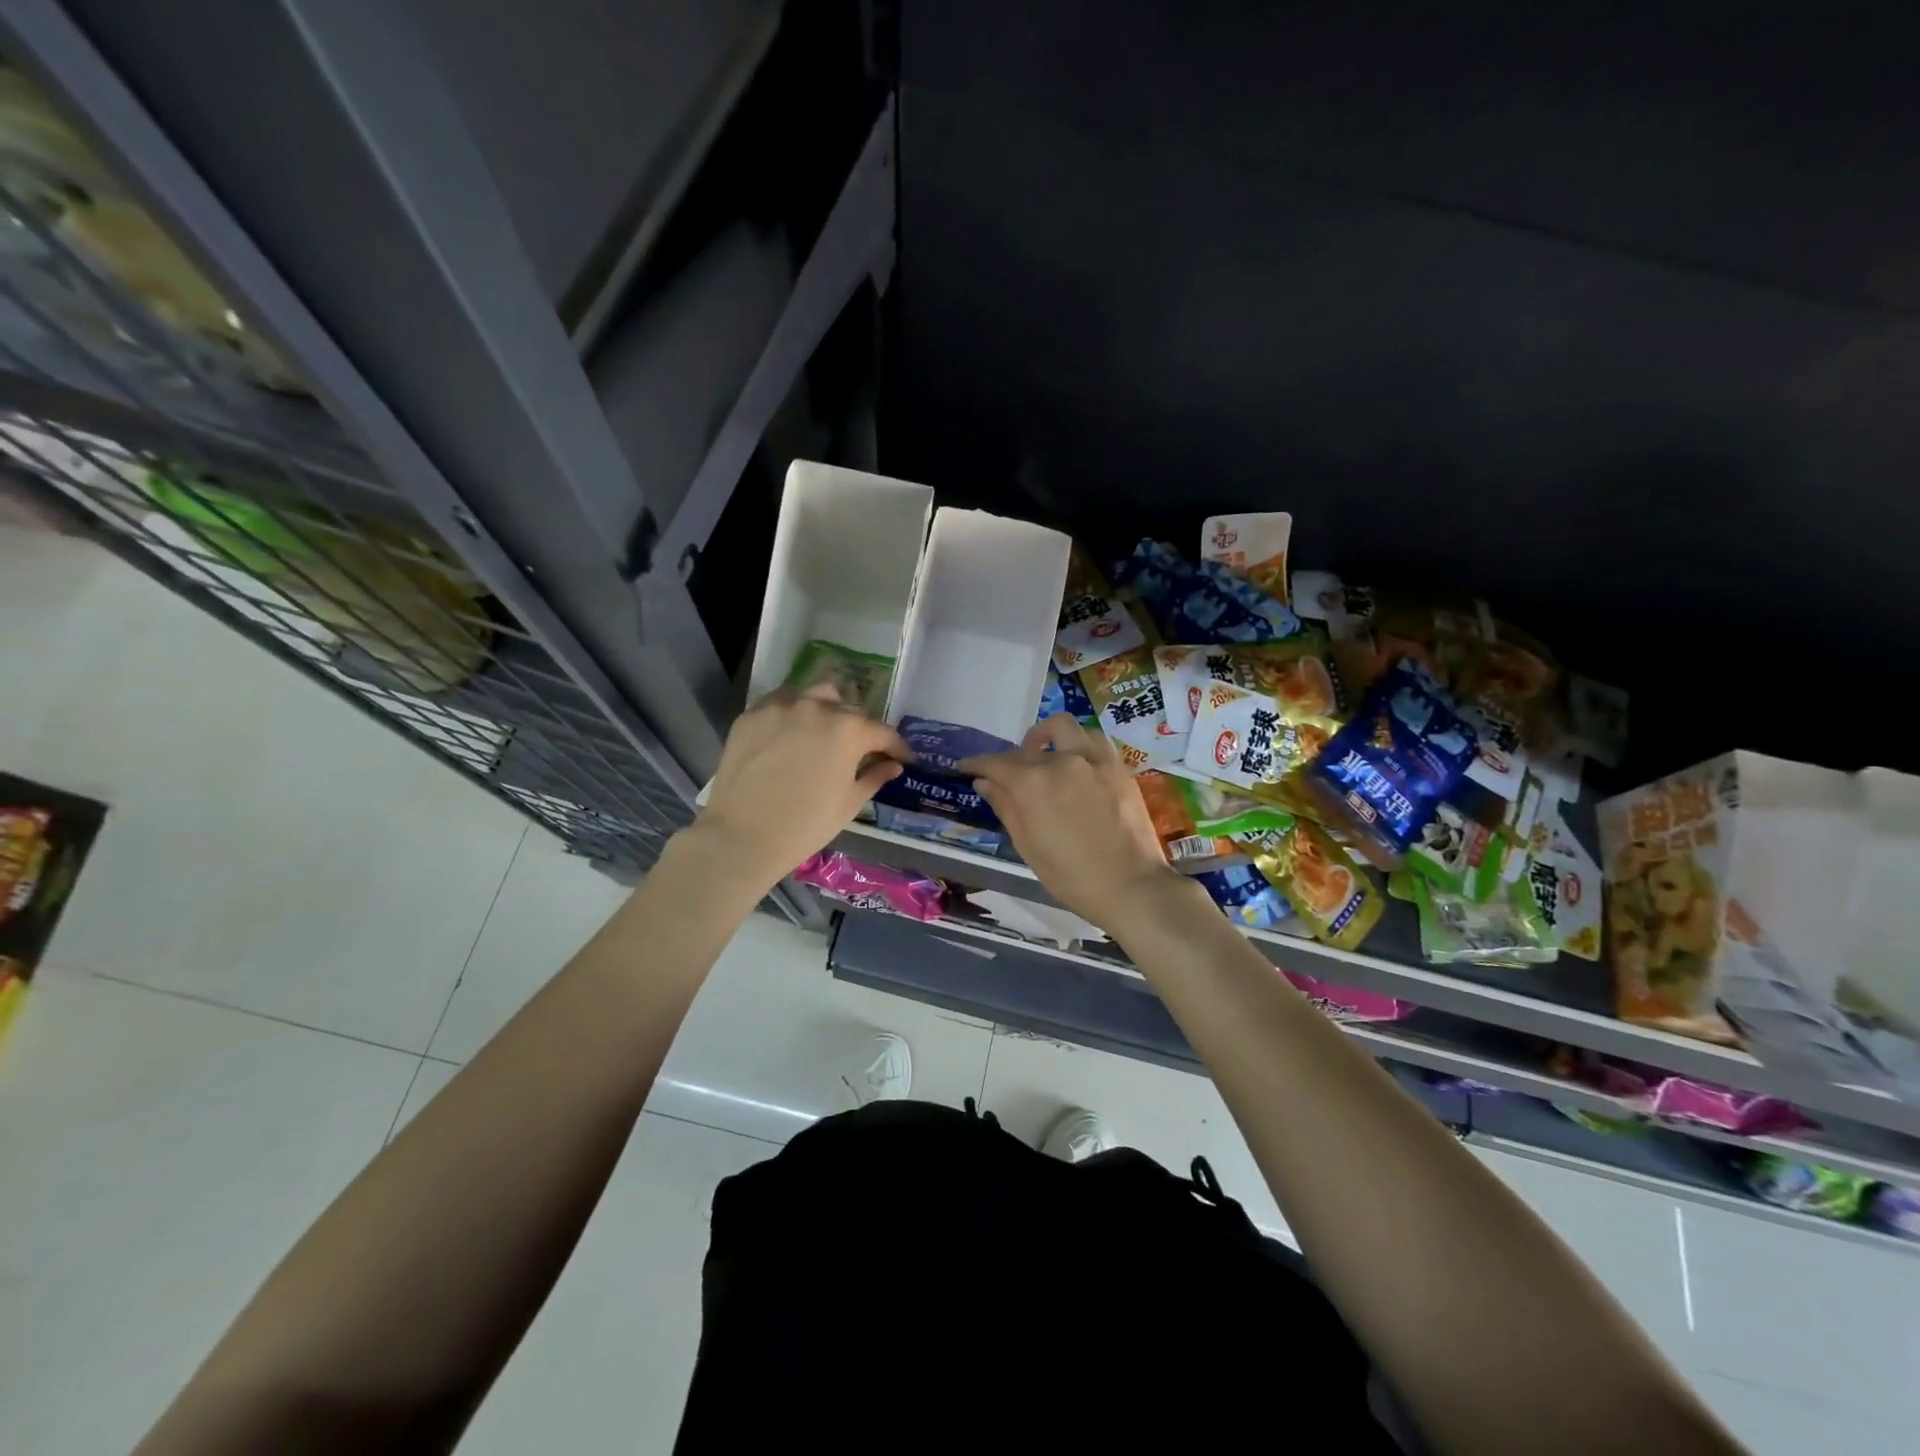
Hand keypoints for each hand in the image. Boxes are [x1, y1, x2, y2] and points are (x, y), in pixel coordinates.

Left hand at [695, 684, 908, 889]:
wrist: (742, 835)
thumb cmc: (806, 825)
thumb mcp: (849, 803)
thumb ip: (874, 777)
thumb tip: (892, 765)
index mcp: (849, 729)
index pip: (882, 732)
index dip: (896, 747)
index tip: (902, 758)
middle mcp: (818, 707)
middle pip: (849, 709)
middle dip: (860, 729)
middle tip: (859, 750)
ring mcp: (781, 706)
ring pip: (815, 695)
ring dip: (827, 709)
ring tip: (824, 731)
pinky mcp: (752, 714)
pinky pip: (781, 702)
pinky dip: (793, 712)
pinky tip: (792, 733)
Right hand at [959, 716, 1188, 929]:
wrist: (1130, 885)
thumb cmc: (1071, 876)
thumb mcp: (1028, 846)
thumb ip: (1005, 807)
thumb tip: (985, 782)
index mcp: (1034, 783)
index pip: (997, 763)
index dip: (977, 763)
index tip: (967, 767)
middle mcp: (1063, 761)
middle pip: (1030, 743)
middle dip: (1014, 754)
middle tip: (1011, 773)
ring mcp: (1095, 760)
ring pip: (1065, 728)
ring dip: (1048, 737)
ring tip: (1046, 757)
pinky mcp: (1118, 767)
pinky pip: (1094, 740)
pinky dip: (1078, 744)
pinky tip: (1077, 765)